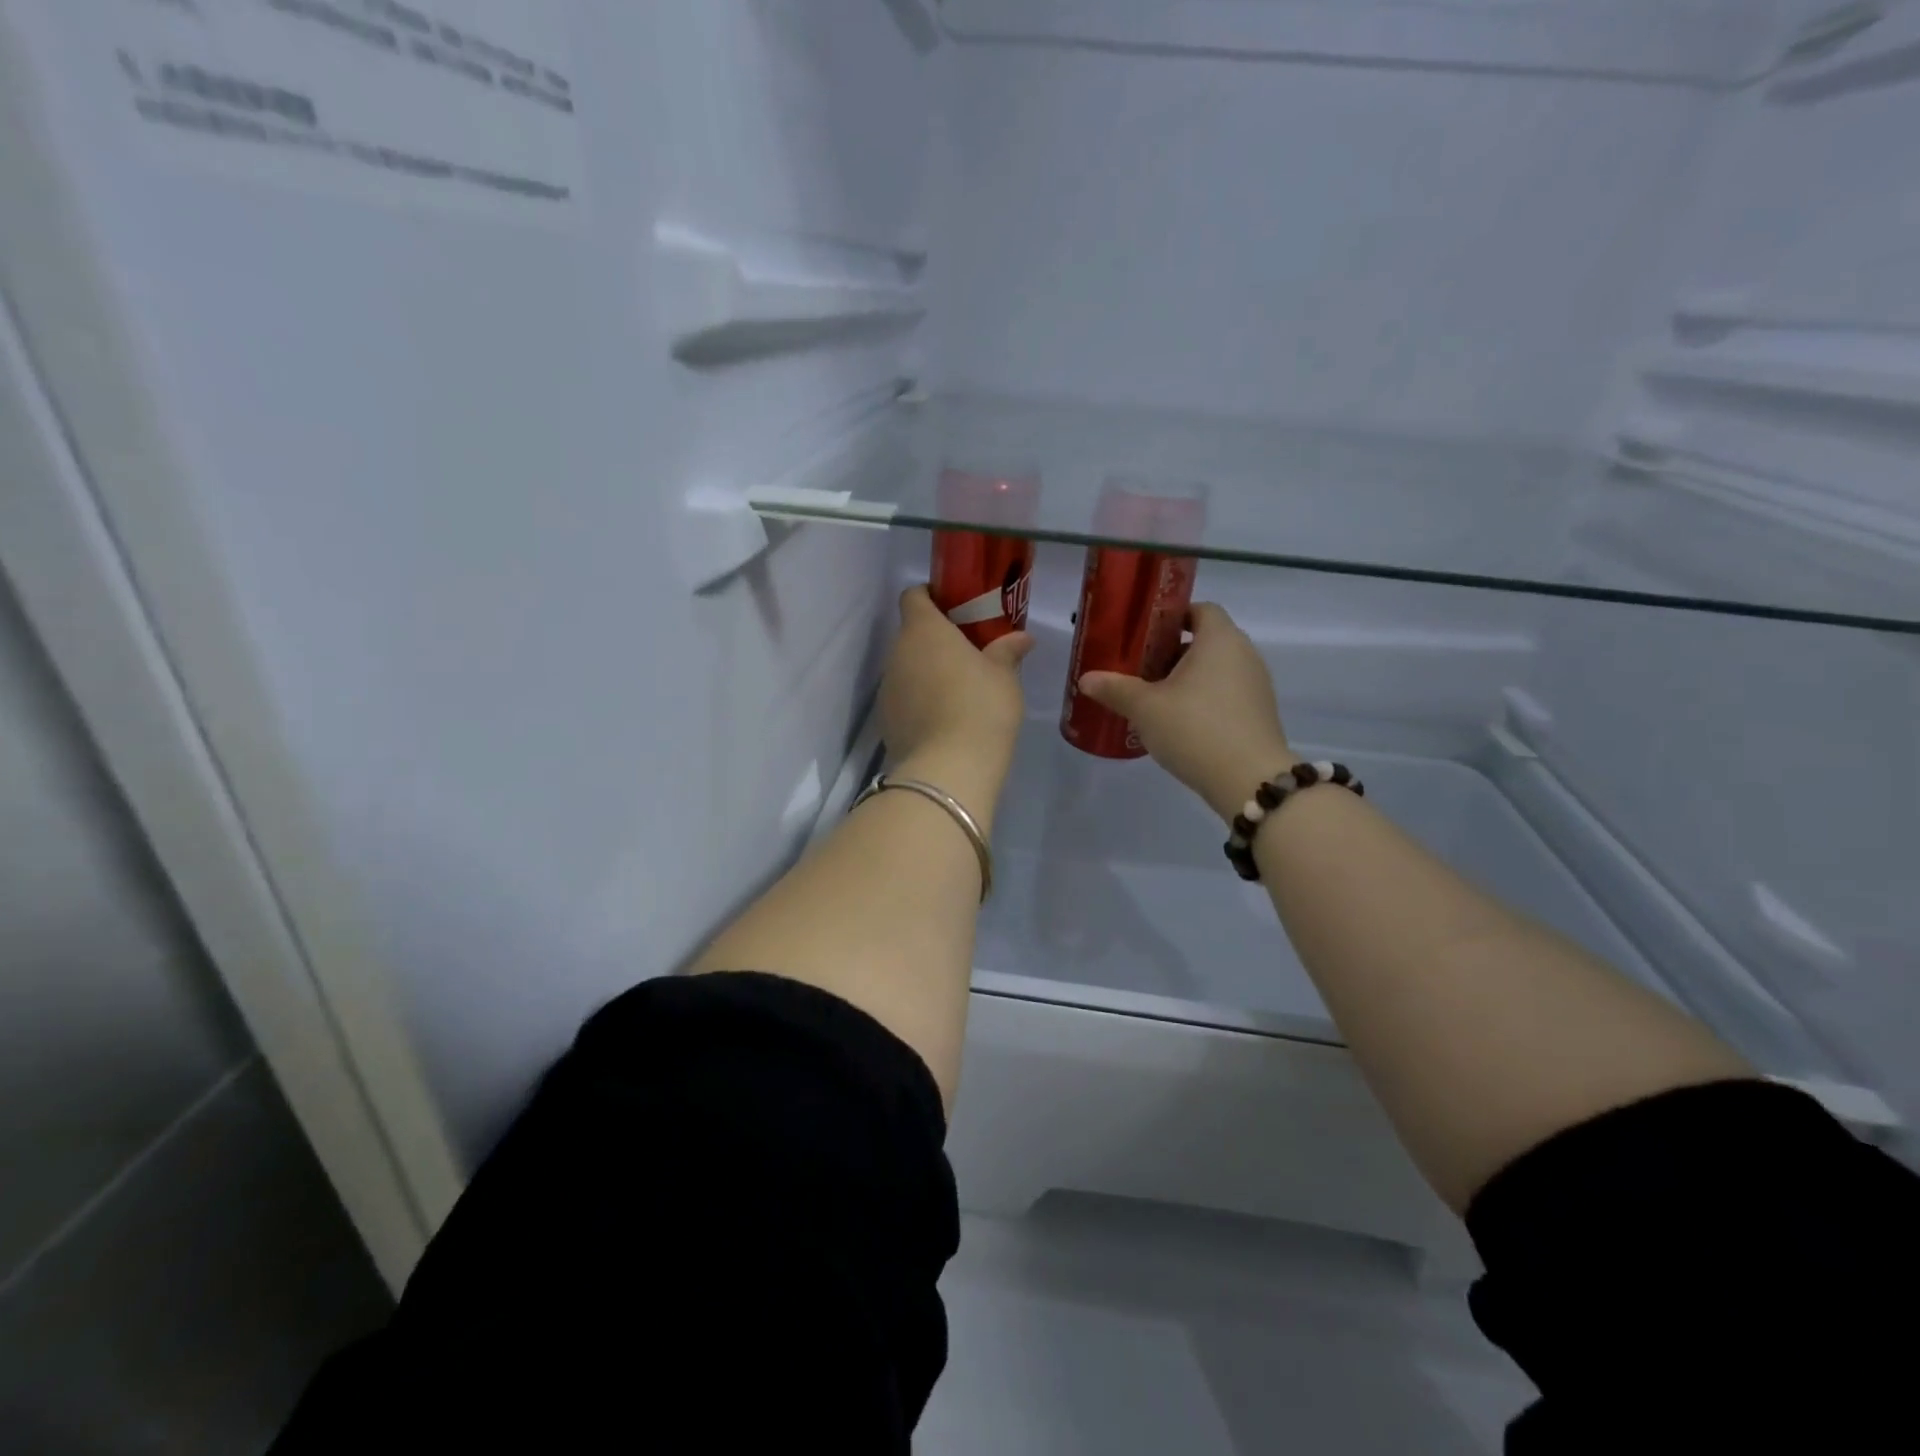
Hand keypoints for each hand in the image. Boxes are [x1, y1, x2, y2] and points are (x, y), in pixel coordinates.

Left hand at [881, 587, 1033, 789]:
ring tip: (958, 690)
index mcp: (924, 630)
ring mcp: (887, 688)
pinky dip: (920, 702)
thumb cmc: (981, 707)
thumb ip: (1007, 651)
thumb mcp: (1004, 677)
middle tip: (967, 652)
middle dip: (935, 640)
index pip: (914, 596)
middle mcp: (897, 653)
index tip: (954, 606)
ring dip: (926, 672)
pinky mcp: (886, 721)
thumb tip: (1021, 638)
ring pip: (906, 668)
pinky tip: (945, 719)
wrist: (949, 768)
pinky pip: (904, 699)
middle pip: (911, 635)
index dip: (931, 596)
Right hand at [1079, 603, 1296, 821]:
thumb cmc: (1195, 728)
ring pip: (1216, 669)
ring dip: (1188, 678)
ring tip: (1155, 698)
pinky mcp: (1259, 714)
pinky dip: (1204, 699)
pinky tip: (1180, 723)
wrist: (1249, 780)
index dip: (1173, 616)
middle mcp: (1244, 654)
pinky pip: (1226, 694)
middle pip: (1207, 640)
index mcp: (1219, 639)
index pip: (1201, 609)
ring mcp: (1256, 685)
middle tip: (1140, 669)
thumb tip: (1085, 679)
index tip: (1145, 634)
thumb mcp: (1145, 708)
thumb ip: (1115, 689)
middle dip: (1173, 651)